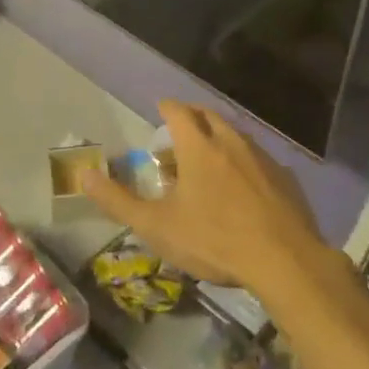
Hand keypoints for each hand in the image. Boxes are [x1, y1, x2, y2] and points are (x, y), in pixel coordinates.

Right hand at [79, 100, 323, 294]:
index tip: (160, 108)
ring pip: (237, 135)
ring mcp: (262, 158)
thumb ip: (117, 201)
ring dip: (220, 136)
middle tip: (181, 128)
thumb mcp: (156, 226)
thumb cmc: (214, 240)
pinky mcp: (285, 177)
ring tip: (209, 154)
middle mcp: (231, 142)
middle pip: (210, 116)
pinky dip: (244, 160)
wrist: (284, 261)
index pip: (179, 112)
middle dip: (193, 116)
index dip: (167, 107)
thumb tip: (83, 175)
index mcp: (199, 147)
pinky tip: (244, 183)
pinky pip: (259, 158)